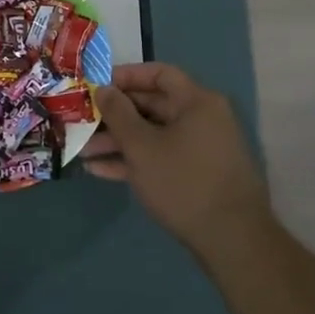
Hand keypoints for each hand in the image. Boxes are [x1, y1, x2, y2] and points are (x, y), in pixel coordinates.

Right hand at [84, 63, 273, 252]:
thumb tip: (104, 89)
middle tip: (82, 119)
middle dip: (115, 114)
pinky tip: (100, 170)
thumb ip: (118, 114)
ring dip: (118, 141)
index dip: (126, 75)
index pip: (159, 73)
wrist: (231, 240)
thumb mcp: (141, 146)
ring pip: (152, 134)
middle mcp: (202, 119)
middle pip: (152, 105)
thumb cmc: (183, 182)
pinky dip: (133, 160)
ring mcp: (200, 148)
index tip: (96, 85)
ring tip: (83, 150)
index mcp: (196, 102)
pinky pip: (160, 157)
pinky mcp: (196, 175)